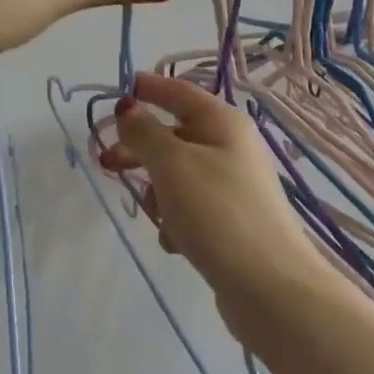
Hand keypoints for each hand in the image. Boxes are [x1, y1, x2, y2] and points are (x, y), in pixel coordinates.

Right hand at [101, 72, 328, 308]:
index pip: (181, 93)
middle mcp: (232, 149)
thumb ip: (145, 133)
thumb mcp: (173, 165)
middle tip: (106, 161)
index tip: (120, 88)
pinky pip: (191, 210)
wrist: (267, 284)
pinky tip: (176, 242)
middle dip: (141, 149)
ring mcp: (233, 188)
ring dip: (159, 193)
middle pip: (176, 136)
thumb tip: (129, 109)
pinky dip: (177, 221)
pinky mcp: (230, 223)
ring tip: (155, 214)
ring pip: (179, 177)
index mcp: (223, 124)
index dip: (150, 88)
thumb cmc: (217, 212)